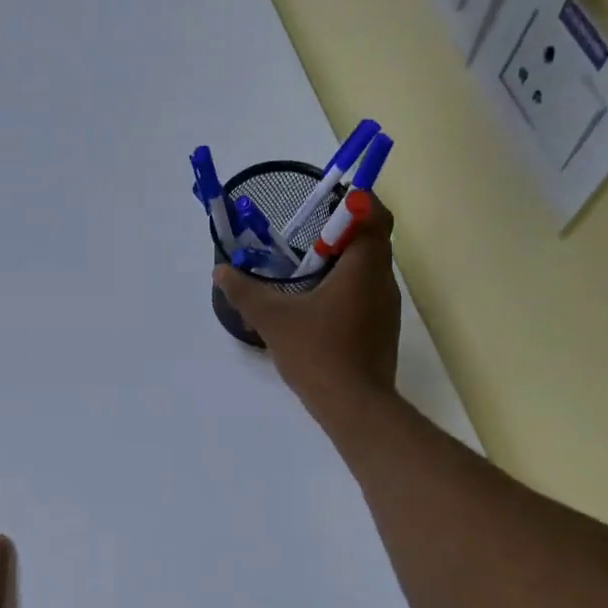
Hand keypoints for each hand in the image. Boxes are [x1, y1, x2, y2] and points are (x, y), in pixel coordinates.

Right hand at [214, 194, 400, 416]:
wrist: (354, 406)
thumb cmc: (318, 353)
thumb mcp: (273, 320)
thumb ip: (246, 292)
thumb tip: (221, 271)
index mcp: (364, 267)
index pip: (375, 215)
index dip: (355, 202)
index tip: (327, 203)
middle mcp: (383, 281)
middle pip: (371, 241)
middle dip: (339, 234)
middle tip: (305, 242)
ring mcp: (386, 309)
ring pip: (368, 271)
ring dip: (341, 264)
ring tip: (305, 276)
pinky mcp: (382, 331)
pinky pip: (366, 296)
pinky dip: (345, 291)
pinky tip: (316, 310)